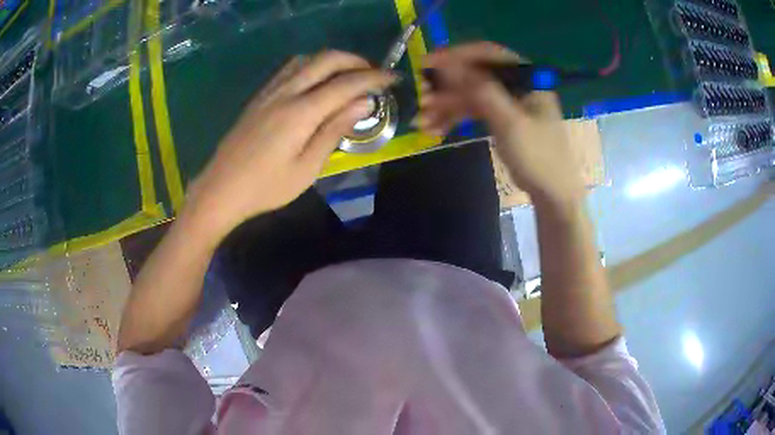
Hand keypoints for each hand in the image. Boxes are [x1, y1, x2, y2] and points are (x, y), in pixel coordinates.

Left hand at [184, 51, 395, 240]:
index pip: (346, 83)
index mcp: (301, 112)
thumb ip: (335, 130)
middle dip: (355, 61)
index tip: (393, 78)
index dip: (374, 78)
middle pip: (326, 59)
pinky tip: (317, 81)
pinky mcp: (260, 96)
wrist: (221, 189)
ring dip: (333, 60)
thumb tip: (364, 103)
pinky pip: (290, 68)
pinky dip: (312, 66)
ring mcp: (270, 91)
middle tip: (373, 74)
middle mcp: (286, 92)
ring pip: (307, 59)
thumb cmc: (267, 187)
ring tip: (348, 75)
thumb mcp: (307, 168)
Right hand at [420, 42, 584, 205]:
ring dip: (446, 104)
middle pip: (475, 74)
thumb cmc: (537, 155)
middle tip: (421, 96)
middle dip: (447, 86)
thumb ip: (481, 90)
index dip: (457, 55)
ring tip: (422, 119)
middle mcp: (515, 84)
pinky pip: (474, 110)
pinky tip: (435, 128)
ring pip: (471, 94)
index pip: (488, 54)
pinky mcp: (500, 117)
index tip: (428, 62)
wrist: (550, 191)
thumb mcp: (510, 122)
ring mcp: (507, 101)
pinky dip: (455, 117)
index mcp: (525, 77)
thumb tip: (448, 65)